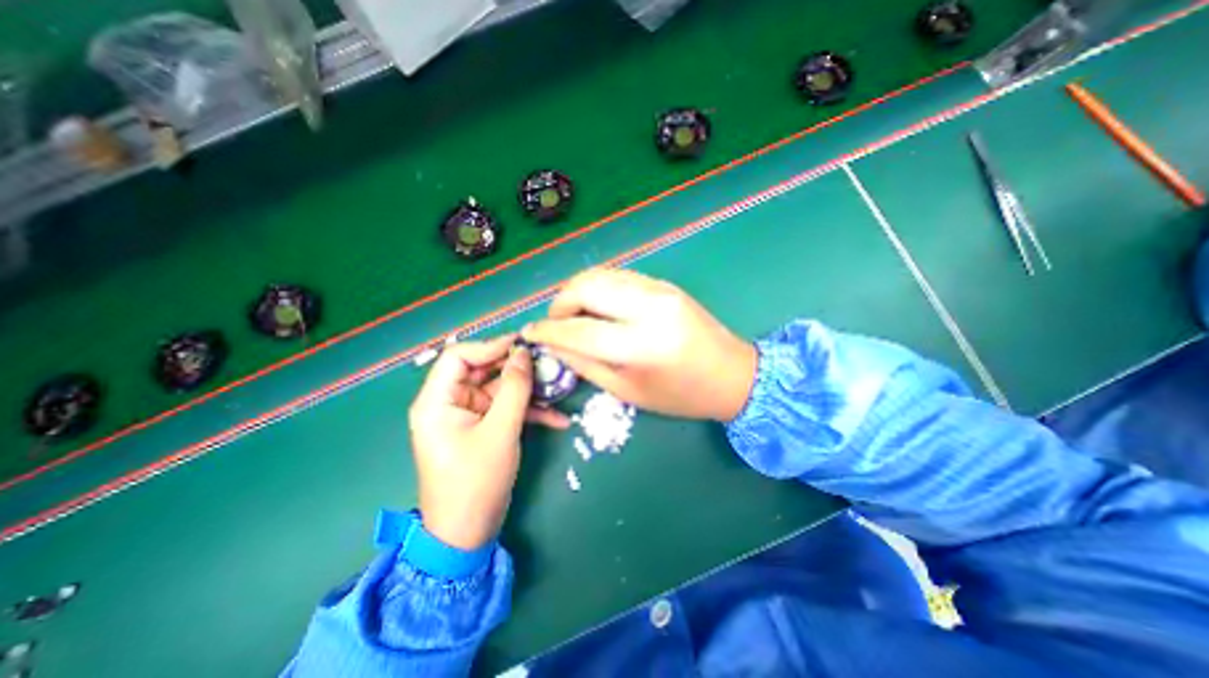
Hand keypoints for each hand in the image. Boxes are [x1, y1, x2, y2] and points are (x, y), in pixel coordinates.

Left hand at [408, 333, 570, 551]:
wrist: (468, 534)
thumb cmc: (476, 482)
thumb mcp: (500, 431)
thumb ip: (514, 388)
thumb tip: (524, 353)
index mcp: (437, 401)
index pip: (459, 356)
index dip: (491, 346)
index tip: (523, 345)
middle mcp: (450, 403)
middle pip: (483, 370)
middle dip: (517, 368)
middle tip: (548, 364)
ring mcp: (469, 416)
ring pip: (500, 389)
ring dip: (529, 391)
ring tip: (559, 388)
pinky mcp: (484, 427)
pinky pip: (506, 410)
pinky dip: (529, 412)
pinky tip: (557, 419)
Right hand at [520, 270, 751, 423]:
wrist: (731, 374)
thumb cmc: (680, 394)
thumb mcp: (627, 391)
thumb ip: (585, 365)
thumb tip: (553, 346)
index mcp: (640, 346)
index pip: (578, 329)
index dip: (547, 330)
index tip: (530, 332)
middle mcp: (649, 308)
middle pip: (586, 287)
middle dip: (559, 302)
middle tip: (554, 322)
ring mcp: (659, 289)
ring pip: (602, 275)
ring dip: (577, 291)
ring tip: (572, 313)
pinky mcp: (665, 283)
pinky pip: (620, 276)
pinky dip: (599, 287)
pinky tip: (597, 305)